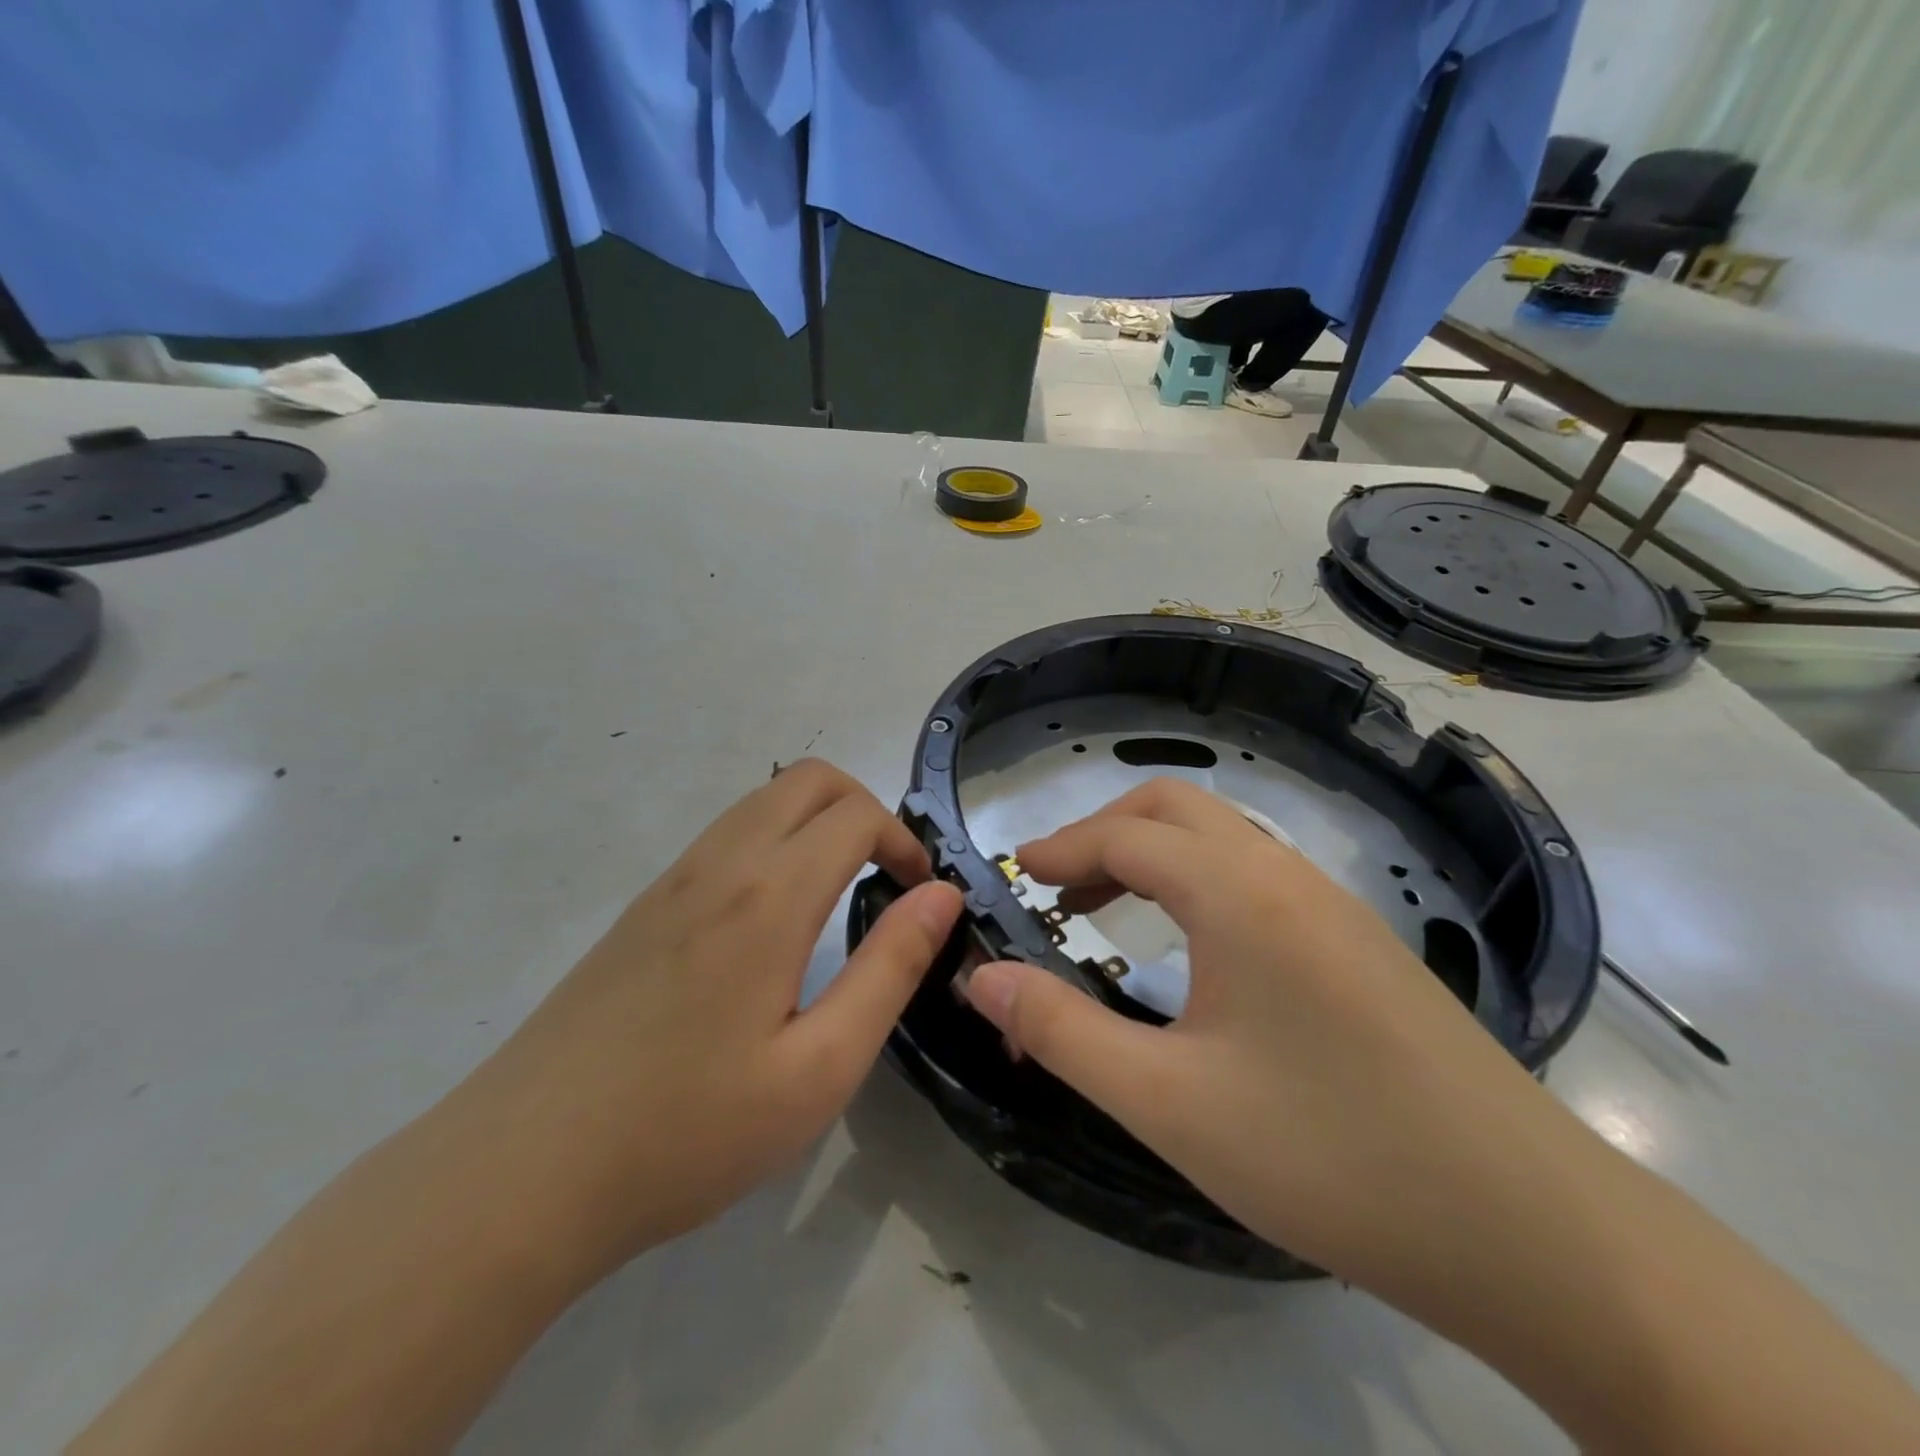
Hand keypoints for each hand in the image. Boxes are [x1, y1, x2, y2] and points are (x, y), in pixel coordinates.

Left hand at [464, 759, 962, 1273]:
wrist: (521, 1174)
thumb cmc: (688, 1131)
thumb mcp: (820, 1067)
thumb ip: (890, 969)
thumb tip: (940, 896)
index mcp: (768, 895)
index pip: (856, 814)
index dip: (904, 840)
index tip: (920, 893)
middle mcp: (718, 864)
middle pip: (809, 779)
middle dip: (865, 809)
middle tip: (886, 878)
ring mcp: (671, 879)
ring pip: (762, 801)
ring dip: (816, 822)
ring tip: (838, 894)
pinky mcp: (642, 906)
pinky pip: (725, 836)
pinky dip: (773, 841)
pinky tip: (773, 919)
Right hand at [959, 777, 1551, 1285]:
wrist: (1532, 1231)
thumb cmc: (1329, 1156)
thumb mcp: (1168, 1102)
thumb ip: (1060, 1032)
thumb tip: (980, 978)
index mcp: (1238, 893)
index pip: (1124, 837)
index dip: (1059, 848)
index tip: (1013, 875)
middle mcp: (1285, 875)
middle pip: (1175, 809)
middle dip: (1103, 831)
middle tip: (1054, 887)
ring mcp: (1332, 904)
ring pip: (1220, 838)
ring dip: (1152, 854)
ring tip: (1104, 911)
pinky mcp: (1359, 942)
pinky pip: (1255, 875)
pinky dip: (1196, 882)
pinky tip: (1189, 948)